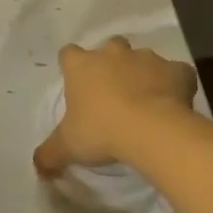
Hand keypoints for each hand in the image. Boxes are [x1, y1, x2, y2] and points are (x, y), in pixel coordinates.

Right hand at [33, 37, 197, 175]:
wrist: (152, 130)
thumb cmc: (102, 131)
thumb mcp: (68, 147)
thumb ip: (50, 154)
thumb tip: (37, 166)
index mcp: (82, 65)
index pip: (68, 54)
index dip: (72, 66)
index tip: (77, 84)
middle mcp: (112, 53)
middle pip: (109, 47)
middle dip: (111, 63)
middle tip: (114, 91)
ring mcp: (146, 58)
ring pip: (143, 59)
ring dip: (143, 73)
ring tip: (146, 101)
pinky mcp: (176, 70)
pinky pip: (176, 73)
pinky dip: (175, 84)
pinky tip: (175, 104)